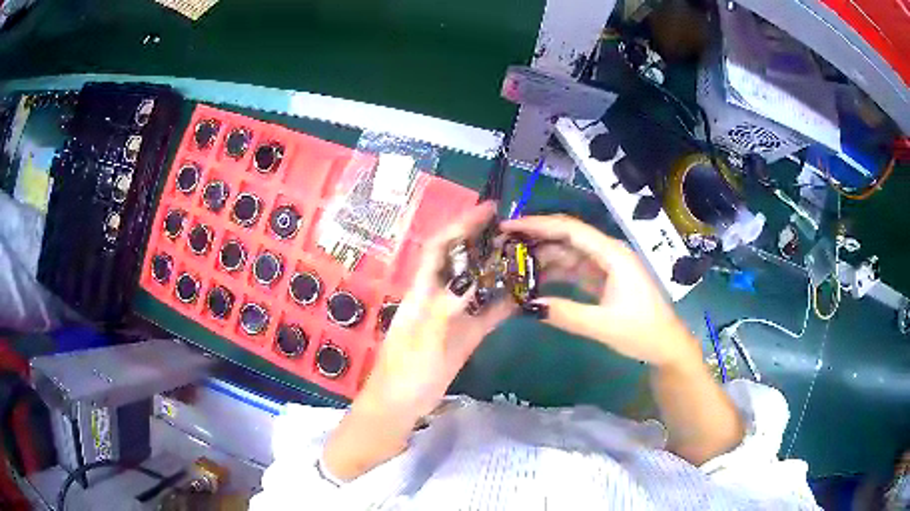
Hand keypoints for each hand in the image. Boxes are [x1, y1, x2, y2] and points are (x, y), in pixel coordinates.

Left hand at [325, 203, 514, 480]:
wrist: (401, 405)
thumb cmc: (404, 373)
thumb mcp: (423, 341)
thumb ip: (444, 311)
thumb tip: (470, 281)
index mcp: (422, 292)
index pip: (440, 248)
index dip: (461, 226)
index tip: (489, 210)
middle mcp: (439, 297)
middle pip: (463, 261)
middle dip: (486, 241)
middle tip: (518, 230)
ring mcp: (455, 316)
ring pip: (479, 284)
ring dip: (500, 269)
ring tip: (529, 254)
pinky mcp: (466, 335)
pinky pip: (489, 312)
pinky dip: (506, 301)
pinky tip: (526, 294)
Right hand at [501, 214, 698, 368]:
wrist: (666, 345)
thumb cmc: (642, 331)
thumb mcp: (603, 325)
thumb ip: (567, 314)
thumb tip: (528, 306)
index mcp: (613, 254)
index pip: (570, 230)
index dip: (538, 225)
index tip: (509, 227)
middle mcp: (608, 253)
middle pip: (567, 238)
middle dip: (536, 238)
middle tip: (503, 245)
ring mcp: (606, 266)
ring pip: (568, 254)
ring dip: (543, 258)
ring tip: (513, 264)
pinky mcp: (604, 280)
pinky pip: (574, 270)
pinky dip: (555, 274)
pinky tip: (535, 281)